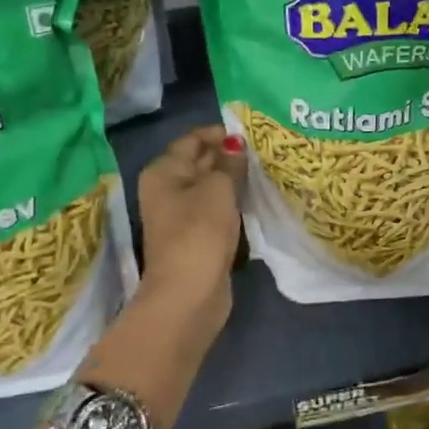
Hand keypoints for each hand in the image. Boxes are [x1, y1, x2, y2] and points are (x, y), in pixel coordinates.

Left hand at [135, 125, 245, 335]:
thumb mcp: (218, 189)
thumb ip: (229, 163)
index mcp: (163, 171)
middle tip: (263, 151)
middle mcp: (167, 190)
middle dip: (228, 156)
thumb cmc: (199, 232)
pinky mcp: (197, 237)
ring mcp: (181, 216)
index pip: (191, 140)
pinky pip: (216, 210)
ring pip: (210, 188)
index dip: (218, 134)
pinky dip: (233, 204)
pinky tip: (256, 200)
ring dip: (233, 181)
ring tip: (265, 172)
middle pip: (199, 162)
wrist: (189, 294)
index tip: (250, 134)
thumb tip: (235, 144)